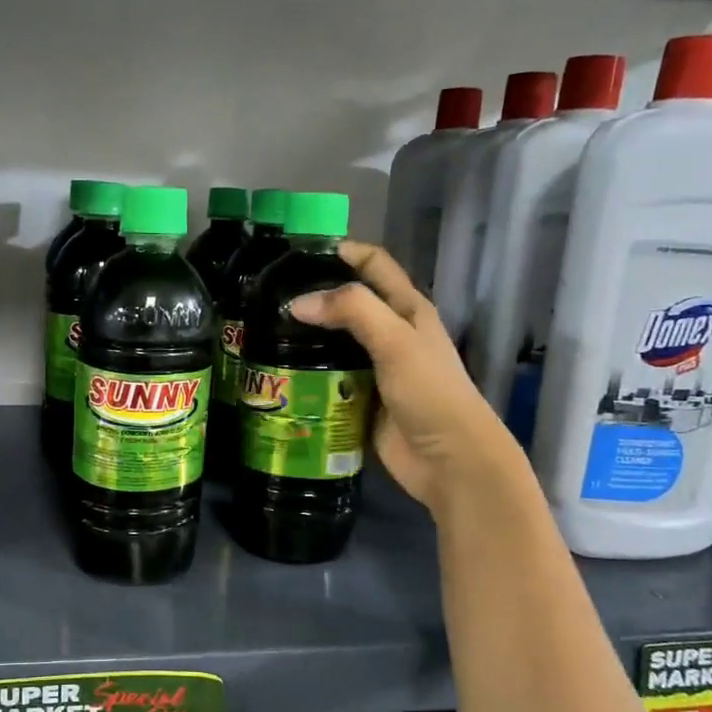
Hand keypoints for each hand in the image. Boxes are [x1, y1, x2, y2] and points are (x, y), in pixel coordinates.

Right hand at [290, 241, 520, 513]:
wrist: (449, 460)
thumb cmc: (431, 393)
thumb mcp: (396, 342)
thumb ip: (352, 311)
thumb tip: (297, 303)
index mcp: (408, 309)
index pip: (373, 265)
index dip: (342, 251)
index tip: (298, 253)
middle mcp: (390, 333)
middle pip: (347, 303)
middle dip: (313, 296)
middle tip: (268, 296)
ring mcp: (373, 368)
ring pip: (332, 342)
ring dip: (304, 337)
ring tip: (262, 331)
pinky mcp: (359, 399)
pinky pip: (326, 378)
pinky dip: (304, 373)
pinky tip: (277, 371)